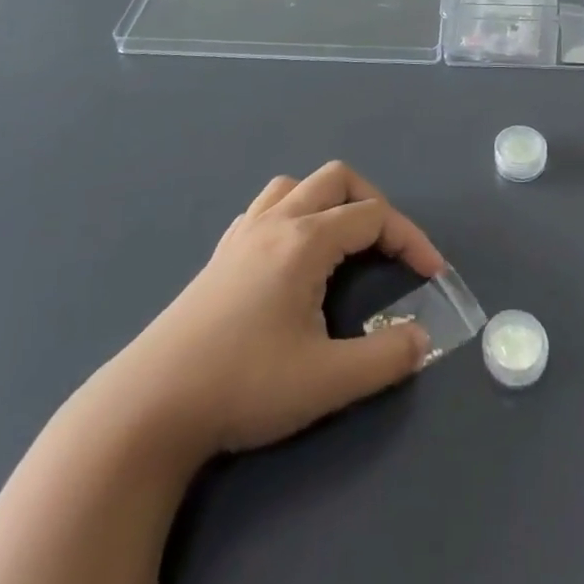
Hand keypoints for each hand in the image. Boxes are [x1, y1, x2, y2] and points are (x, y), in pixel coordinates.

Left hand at [92, 163, 445, 461]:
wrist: (151, 404)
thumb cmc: (244, 385)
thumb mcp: (326, 381)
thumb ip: (385, 358)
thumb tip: (422, 338)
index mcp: (305, 240)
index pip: (373, 216)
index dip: (410, 238)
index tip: (432, 274)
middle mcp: (276, 221)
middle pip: (337, 179)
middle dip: (373, 204)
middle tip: (389, 249)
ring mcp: (243, 233)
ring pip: (296, 186)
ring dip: (329, 201)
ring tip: (343, 244)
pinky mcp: (221, 254)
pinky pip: (266, 207)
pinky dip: (294, 214)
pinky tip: (292, 256)